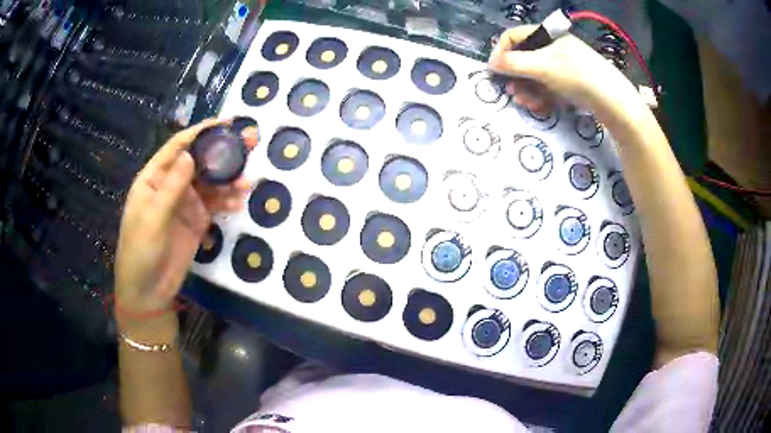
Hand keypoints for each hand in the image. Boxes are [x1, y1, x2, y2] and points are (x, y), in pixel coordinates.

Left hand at [114, 119, 257, 317]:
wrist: (148, 290)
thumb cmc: (140, 250)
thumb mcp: (152, 218)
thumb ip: (171, 187)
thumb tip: (191, 155)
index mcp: (155, 178)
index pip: (179, 147)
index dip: (201, 132)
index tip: (226, 122)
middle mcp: (171, 185)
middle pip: (200, 161)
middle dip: (223, 151)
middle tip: (250, 142)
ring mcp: (186, 204)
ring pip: (211, 183)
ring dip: (229, 180)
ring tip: (248, 181)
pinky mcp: (197, 222)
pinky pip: (215, 205)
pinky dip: (228, 202)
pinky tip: (239, 202)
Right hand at [487, 26, 640, 116]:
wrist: (615, 103)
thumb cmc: (578, 77)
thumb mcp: (543, 67)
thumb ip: (513, 63)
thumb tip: (490, 63)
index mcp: (547, 36)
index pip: (514, 37)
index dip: (501, 52)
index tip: (495, 72)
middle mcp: (554, 48)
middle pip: (524, 58)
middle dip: (516, 77)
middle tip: (514, 94)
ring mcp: (564, 66)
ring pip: (535, 75)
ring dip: (528, 90)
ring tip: (530, 105)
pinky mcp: (572, 83)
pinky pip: (549, 86)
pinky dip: (543, 97)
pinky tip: (543, 108)